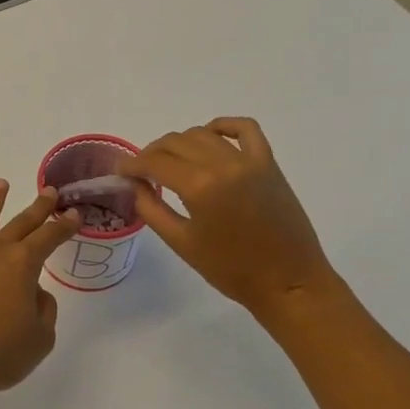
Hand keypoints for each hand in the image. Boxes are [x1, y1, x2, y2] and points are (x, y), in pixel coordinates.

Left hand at [0, 180, 83, 397]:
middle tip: (49, 191)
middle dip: (37, 207)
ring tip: (1, 184)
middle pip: (19, 223)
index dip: (64, 226)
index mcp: (22, 266)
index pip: (49, 238)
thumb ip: (44, 310)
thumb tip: (35, 291)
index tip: (74, 214)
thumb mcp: (40, 339)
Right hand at [118, 117, 336, 311]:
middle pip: (175, 142)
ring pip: (203, 134)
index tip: (121, 171)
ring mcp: (249, 160)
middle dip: (152, 153)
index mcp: (199, 187)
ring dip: (181, 143)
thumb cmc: (230, 270)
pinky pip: (244, 129)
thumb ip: (151, 208)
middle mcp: (222, 165)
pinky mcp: (268, 163)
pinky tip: (210, 135)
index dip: (132, 164)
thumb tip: (135, 183)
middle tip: (142, 171)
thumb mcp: (181, 243)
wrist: (288, 282)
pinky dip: (223, 126)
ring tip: (172, 161)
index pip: (154, 162)